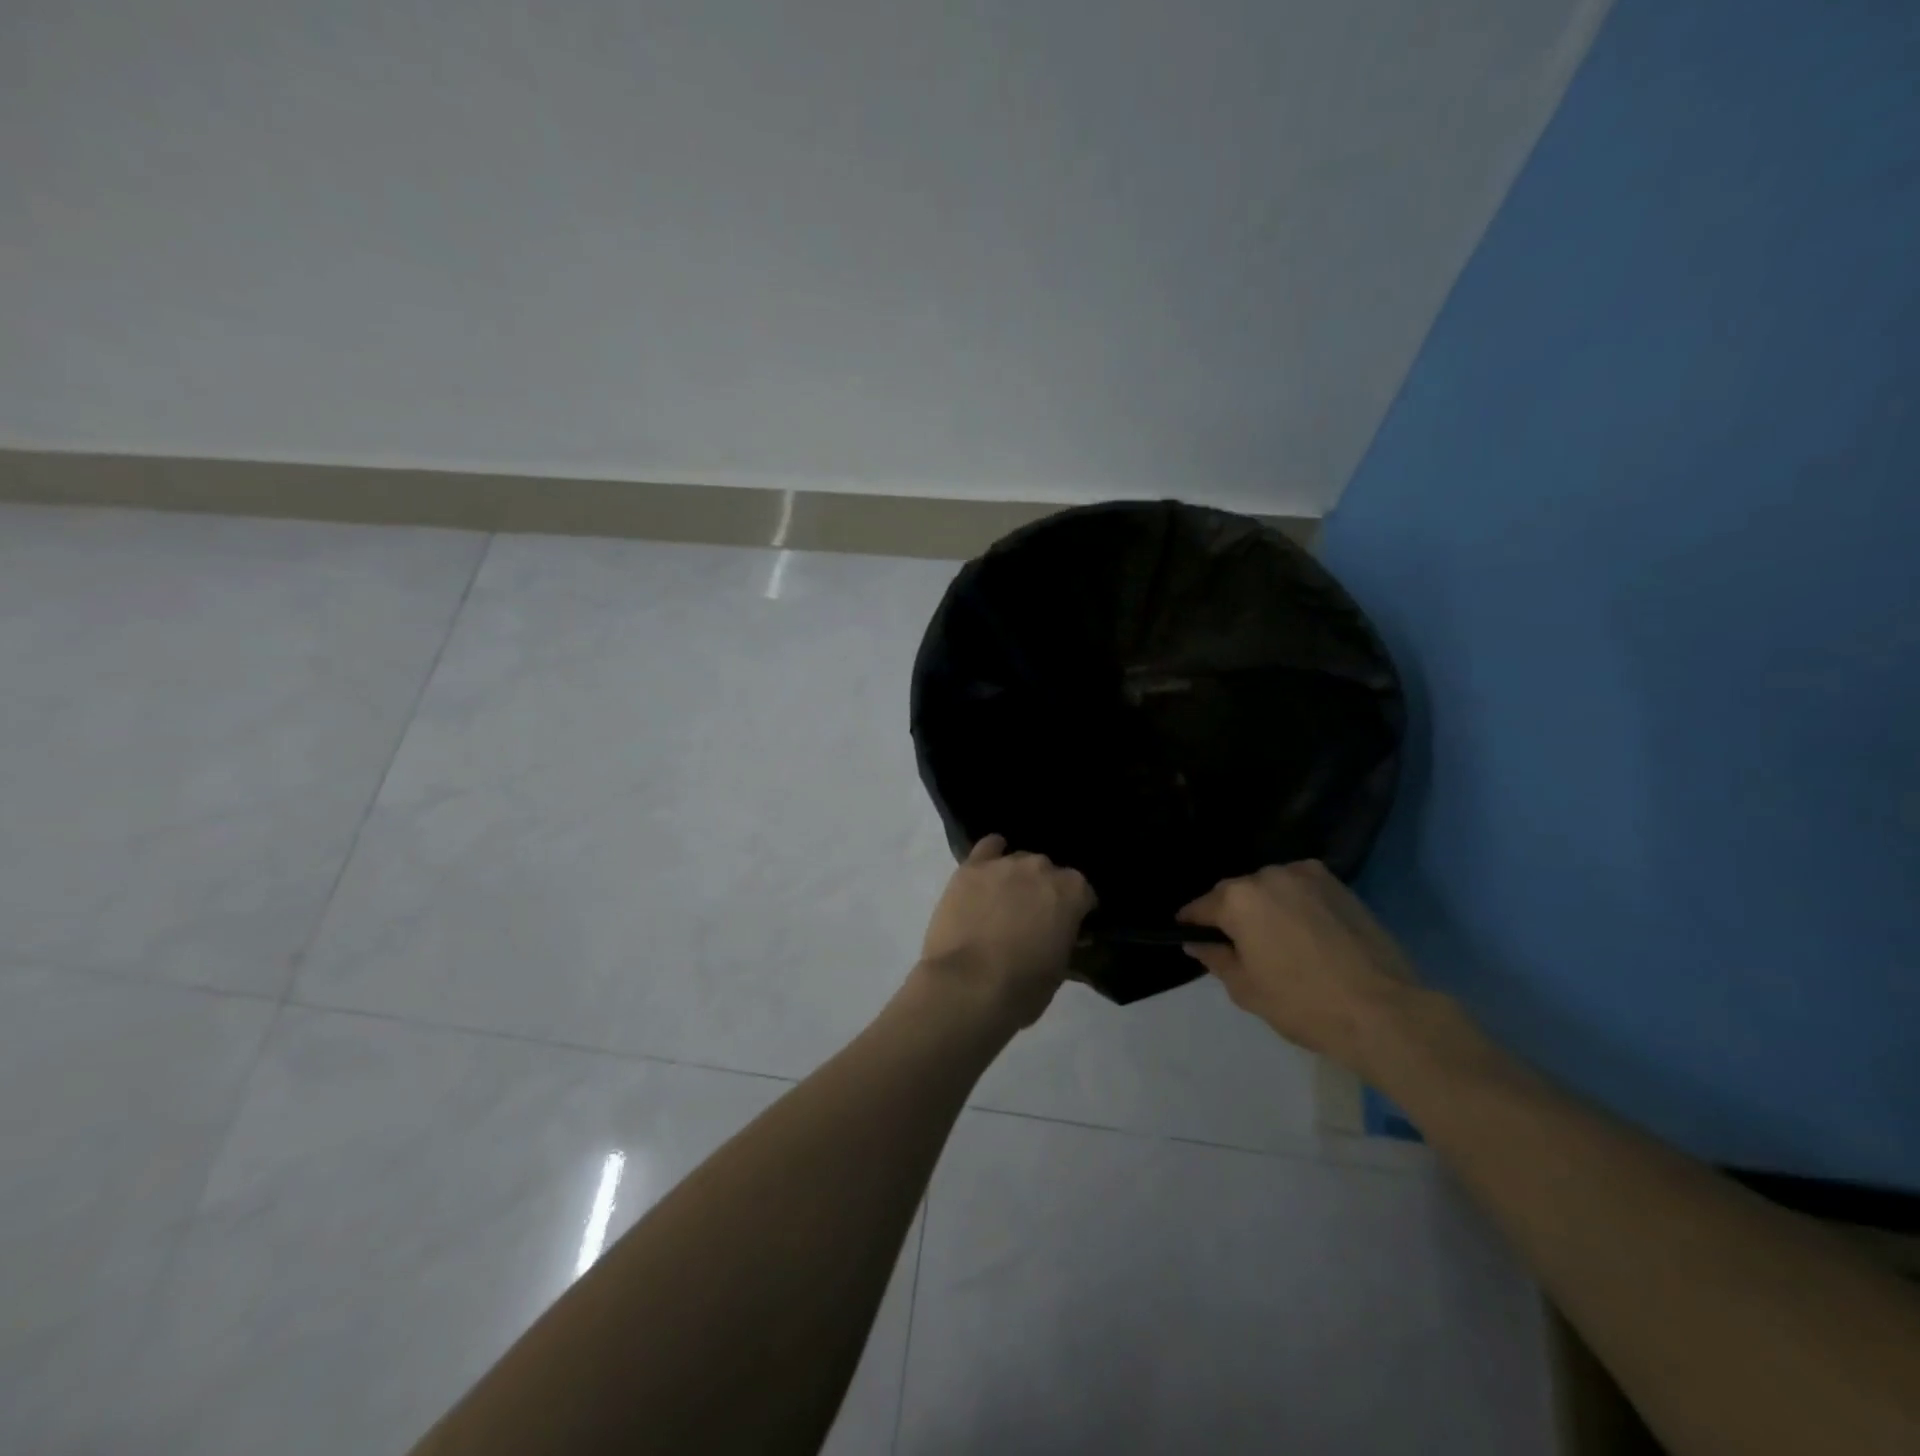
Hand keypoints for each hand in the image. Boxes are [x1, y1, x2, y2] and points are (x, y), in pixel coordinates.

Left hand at [918, 835, 1095, 1028]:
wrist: (967, 985)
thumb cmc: (1022, 987)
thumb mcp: (1059, 971)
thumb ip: (1064, 941)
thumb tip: (1062, 935)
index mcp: (1072, 892)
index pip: (1083, 893)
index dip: (1076, 910)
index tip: (1068, 927)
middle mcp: (1042, 867)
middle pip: (1049, 873)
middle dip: (1044, 891)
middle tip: (1033, 918)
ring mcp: (1005, 864)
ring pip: (1019, 861)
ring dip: (1017, 878)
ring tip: (1005, 902)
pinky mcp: (972, 867)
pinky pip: (987, 848)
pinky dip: (991, 856)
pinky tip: (988, 871)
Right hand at [1179, 860, 1418, 1071]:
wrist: (1383, 1010)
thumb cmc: (1303, 1004)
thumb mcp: (1245, 989)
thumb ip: (1215, 958)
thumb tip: (1197, 942)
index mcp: (1238, 899)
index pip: (1200, 907)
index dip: (1191, 924)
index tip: (1191, 938)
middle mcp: (1267, 875)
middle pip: (1236, 893)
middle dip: (1231, 914)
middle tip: (1239, 946)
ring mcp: (1305, 875)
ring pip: (1270, 888)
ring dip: (1265, 906)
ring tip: (1278, 940)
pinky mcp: (1338, 884)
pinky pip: (1301, 889)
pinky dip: (1295, 904)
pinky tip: (1306, 932)